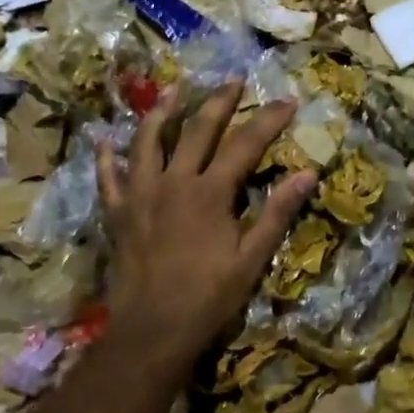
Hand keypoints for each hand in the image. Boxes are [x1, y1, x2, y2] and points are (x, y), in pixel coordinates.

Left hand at [99, 82, 316, 375]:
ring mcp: (141, 195)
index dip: (269, 119)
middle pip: (198, 129)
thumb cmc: (208, 297)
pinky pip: (108, 178)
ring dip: (161, 112)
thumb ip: (278, 212)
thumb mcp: (252, 258)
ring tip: (172, 90)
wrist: (151, 332)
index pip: (246, 143)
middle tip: (234, 80)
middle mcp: (174, 182)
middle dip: (219, 101)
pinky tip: (105, 140)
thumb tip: (308, 173)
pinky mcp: (118, 213)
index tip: (288, 100)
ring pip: (148, 141)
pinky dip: (107, 157)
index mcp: (210, 192)